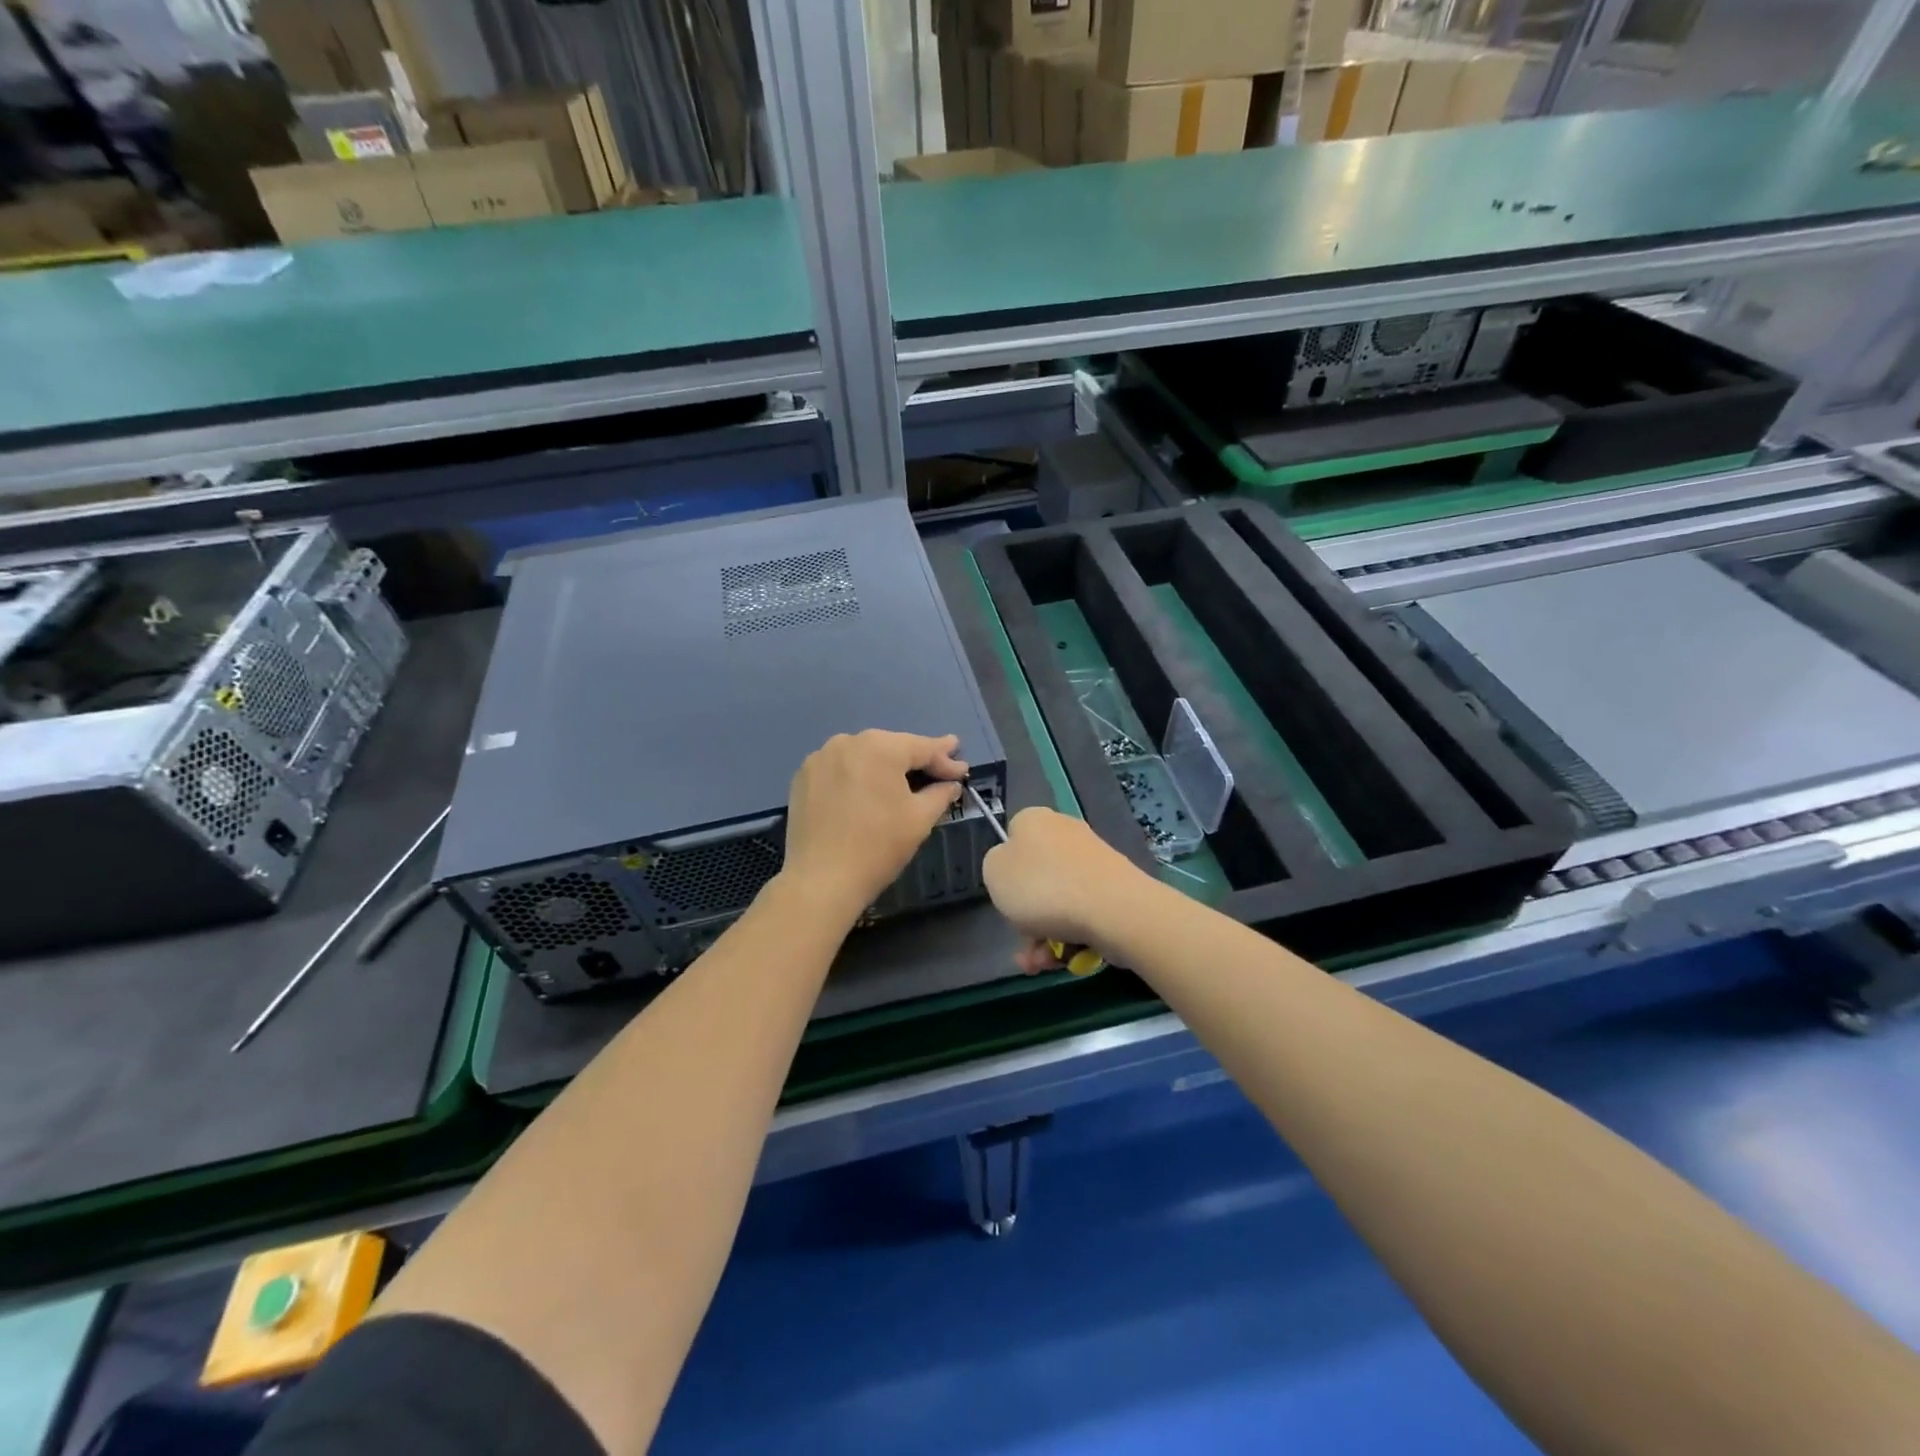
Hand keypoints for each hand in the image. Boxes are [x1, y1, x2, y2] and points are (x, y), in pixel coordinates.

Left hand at [781, 730, 968, 916]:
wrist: (821, 880)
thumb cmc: (878, 846)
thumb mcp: (920, 819)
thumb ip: (940, 793)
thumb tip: (951, 783)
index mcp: (880, 747)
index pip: (922, 747)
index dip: (946, 758)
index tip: (962, 769)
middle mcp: (847, 741)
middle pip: (891, 747)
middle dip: (915, 760)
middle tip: (938, 772)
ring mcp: (820, 757)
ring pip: (863, 756)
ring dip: (884, 767)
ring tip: (902, 782)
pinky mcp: (803, 776)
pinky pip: (840, 769)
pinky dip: (856, 777)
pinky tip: (865, 793)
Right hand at [981, 808, 1155, 971]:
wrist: (1113, 909)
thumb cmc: (1043, 887)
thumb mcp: (994, 872)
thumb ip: (996, 865)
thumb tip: (1013, 867)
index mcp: (1034, 820)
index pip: (1012, 837)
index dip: (1006, 870)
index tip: (1005, 896)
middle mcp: (1065, 832)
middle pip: (1035, 877)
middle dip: (1026, 917)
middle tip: (1024, 945)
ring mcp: (1093, 860)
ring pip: (1057, 901)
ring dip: (1045, 935)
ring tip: (1043, 963)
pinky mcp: (1114, 887)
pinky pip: (1082, 912)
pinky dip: (1072, 935)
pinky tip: (1067, 959)